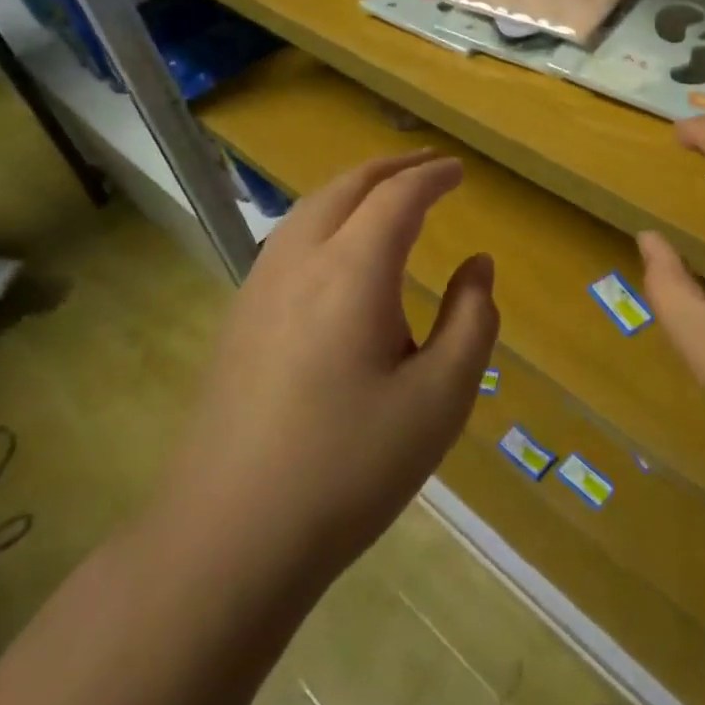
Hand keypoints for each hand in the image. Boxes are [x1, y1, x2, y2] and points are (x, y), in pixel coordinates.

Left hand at [154, 151, 497, 583]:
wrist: (227, 539)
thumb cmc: (349, 468)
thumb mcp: (440, 399)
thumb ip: (471, 321)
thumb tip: (477, 266)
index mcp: (352, 271)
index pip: (397, 197)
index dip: (432, 176)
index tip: (459, 171)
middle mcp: (299, 262)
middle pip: (346, 187)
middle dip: (392, 167)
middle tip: (429, 165)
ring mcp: (258, 289)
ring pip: (309, 208)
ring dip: (354, 188)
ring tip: (387, 193)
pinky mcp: (238, 319)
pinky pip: (287, 239)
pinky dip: (324, 216)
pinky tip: (337, 248)